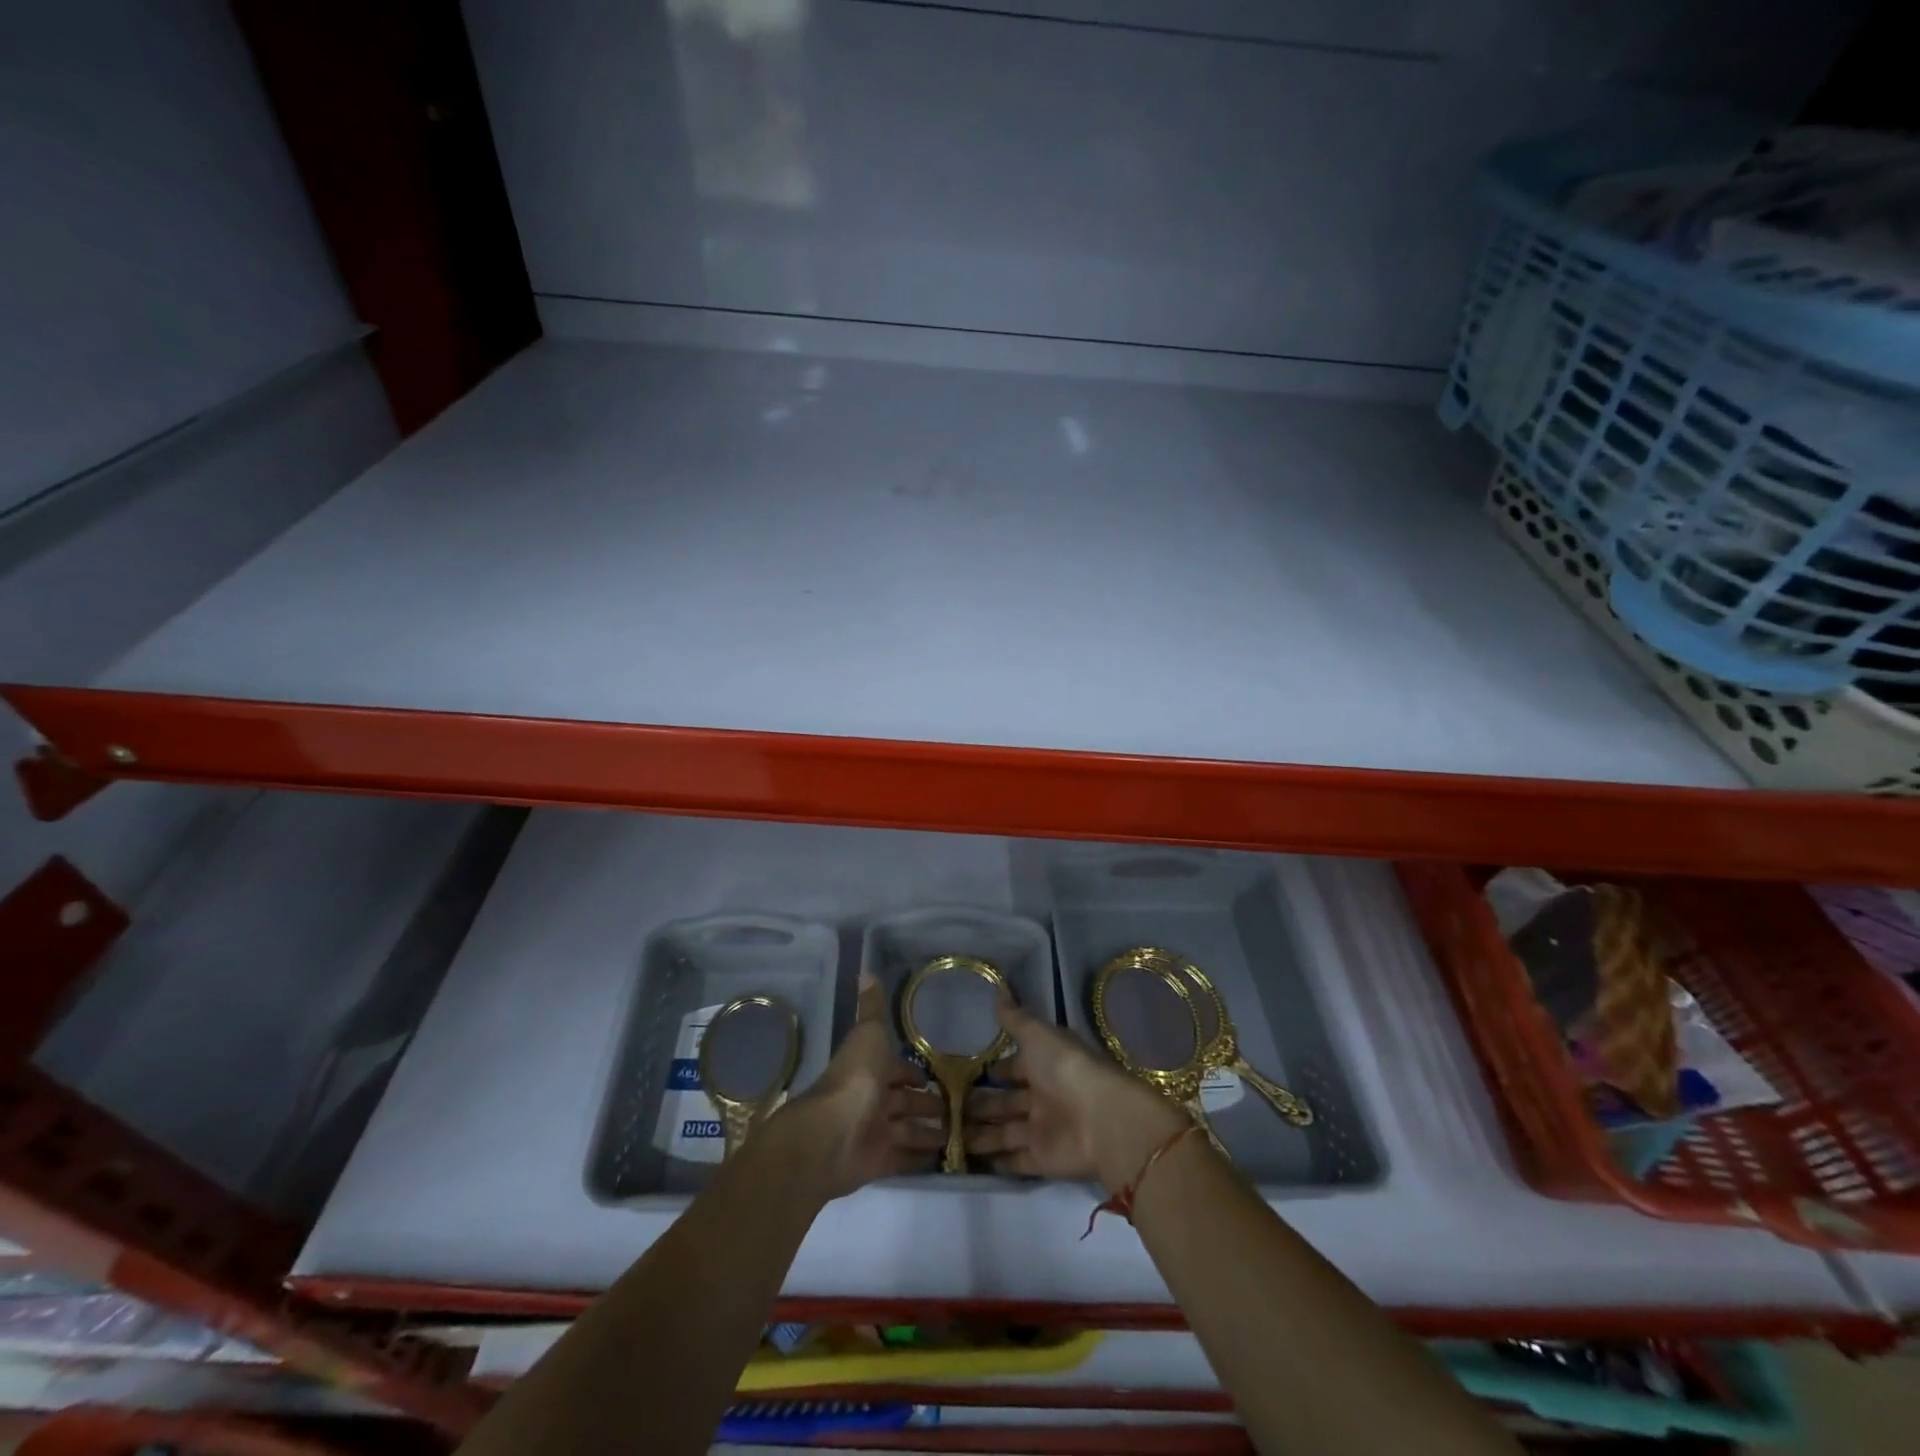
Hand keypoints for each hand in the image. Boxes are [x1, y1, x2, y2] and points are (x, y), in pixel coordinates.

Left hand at [770, 979, 944, 1199]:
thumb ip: (871, 1008)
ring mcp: (874, 1132)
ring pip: (907, 1130)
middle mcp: (871, 1099)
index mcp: (869, 1069)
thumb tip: (866, 971)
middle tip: (957, 1108)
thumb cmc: (854, 1078)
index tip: (937, 1076)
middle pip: (903, 1102)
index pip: (896, 1070)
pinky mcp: (879, 1162)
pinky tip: (944, 1157)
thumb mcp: (868, 1035)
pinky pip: (905, 1158)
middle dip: (926, 1104)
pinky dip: (921, 1157)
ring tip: (959, 1132)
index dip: (913, 1073)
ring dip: (928, 1131)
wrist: (830, 1135)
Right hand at [964, 1003, 1189, 1191]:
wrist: (1101, 1119)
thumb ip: (1015, 1019)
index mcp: (1045, 1064)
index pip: (1014, 1067)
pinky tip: (971, 1160)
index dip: (994, 1070)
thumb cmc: (1066, 1068)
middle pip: (1005, 1101)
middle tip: (946, 1107)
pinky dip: (997, 1161)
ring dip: (980, 1133)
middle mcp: (1043, 1096)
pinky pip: (1015, 1160)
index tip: (964, 1073)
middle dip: (979, 1103)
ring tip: (948, 1134)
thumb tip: (998, 993)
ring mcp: (1043, 1129)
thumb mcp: (1038, 1034)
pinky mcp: (1042, 1159)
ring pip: (1004, 1131)